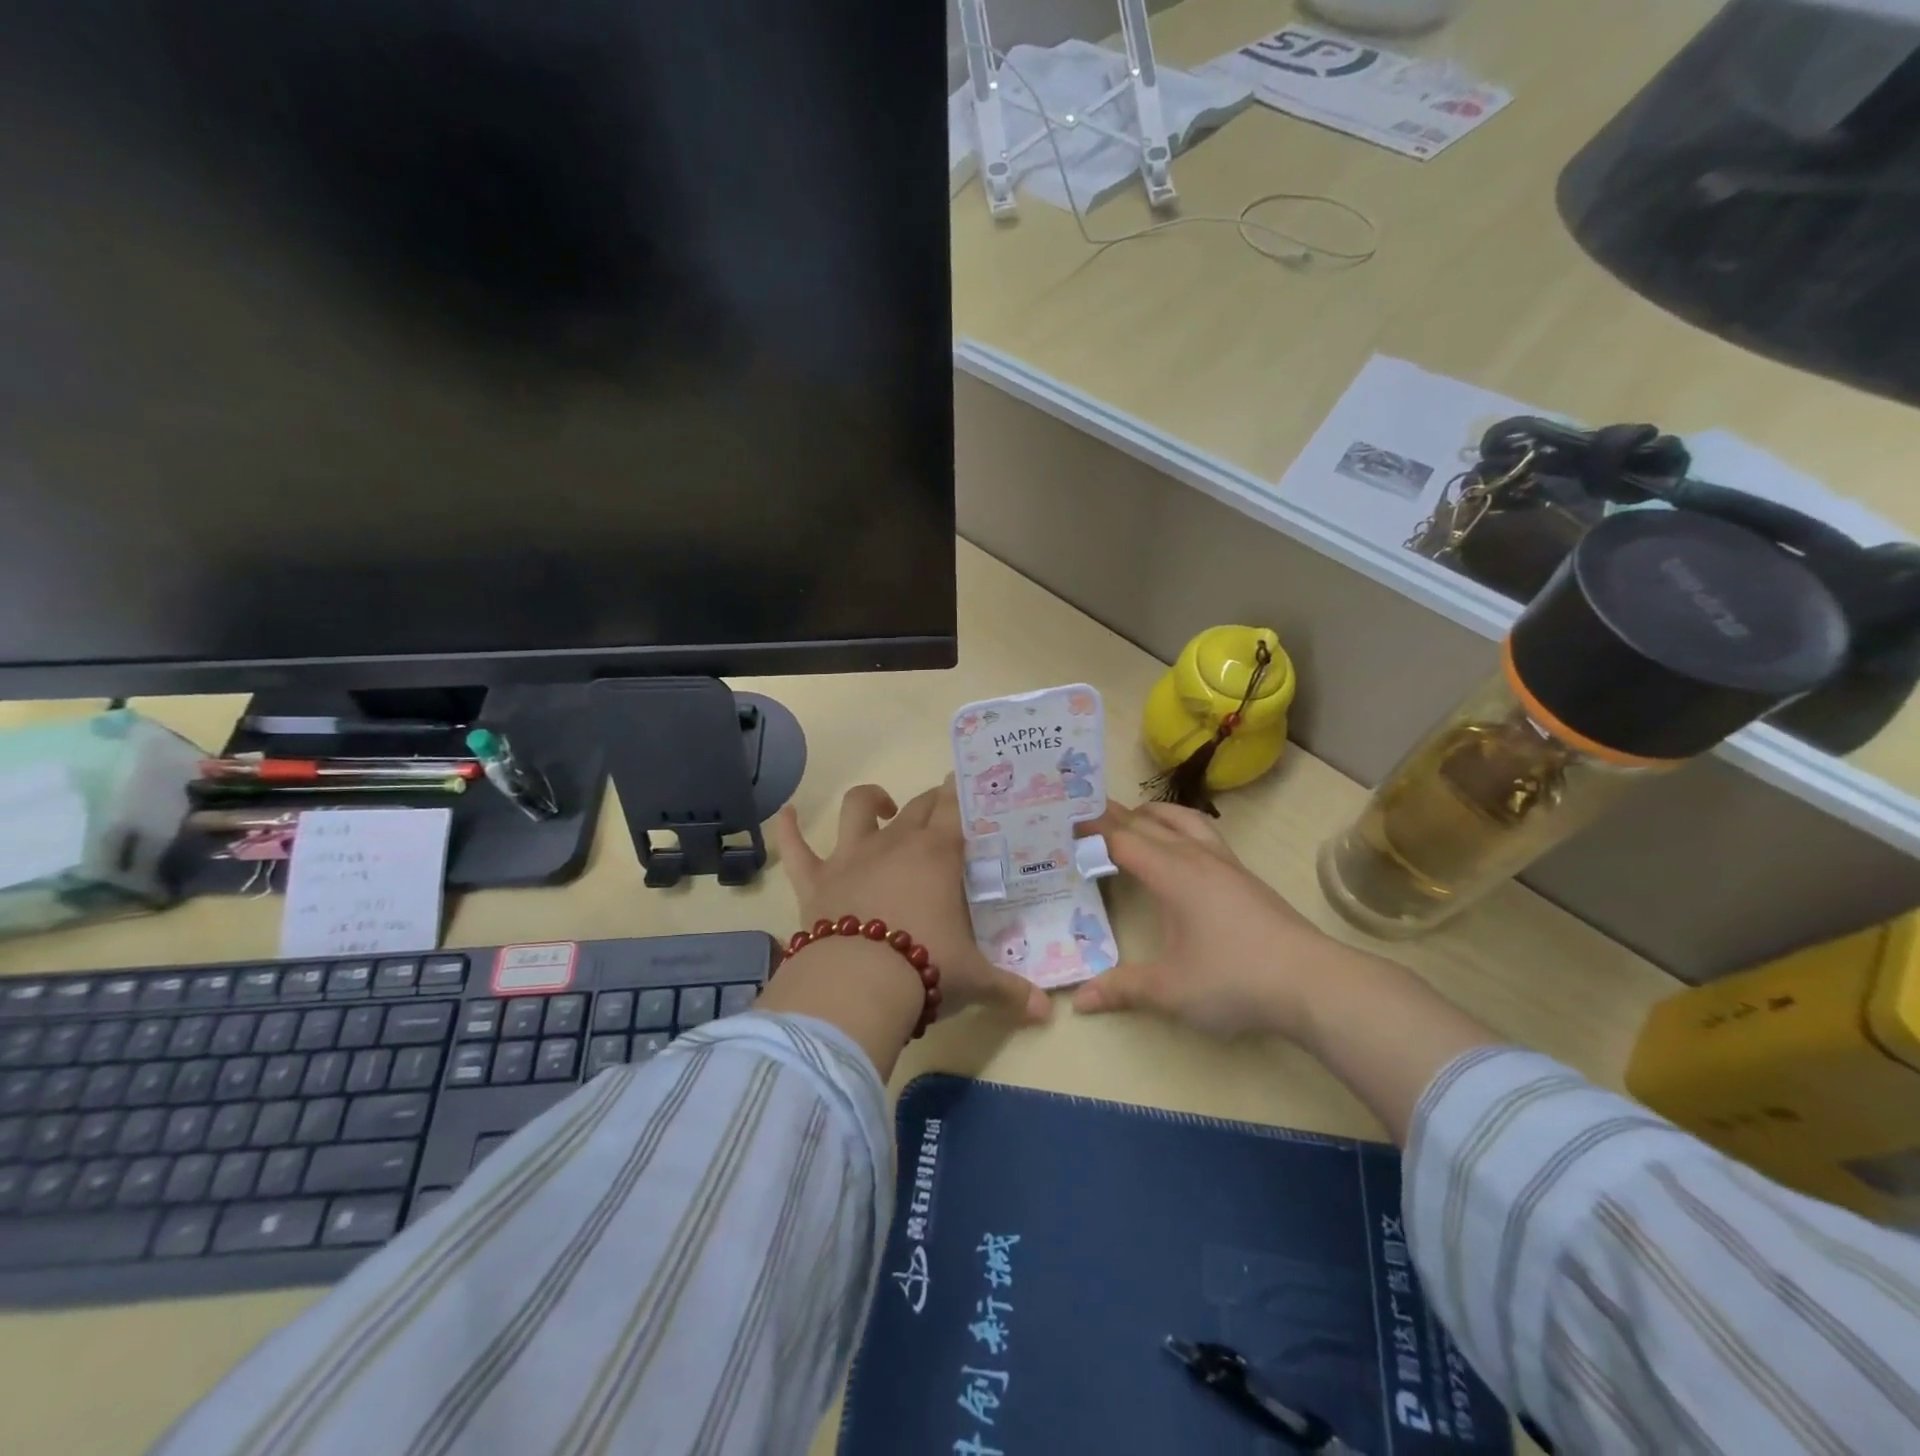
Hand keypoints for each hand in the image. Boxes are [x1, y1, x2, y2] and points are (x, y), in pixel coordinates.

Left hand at [773, 782, 1051, 1025]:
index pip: (954, 809)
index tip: (964, 783)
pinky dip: (789, 829)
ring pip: (857, 810)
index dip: (960, 793)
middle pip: (916, 806)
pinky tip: (786, 814)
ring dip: (870, 800)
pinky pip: (796, 847)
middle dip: (931, 801)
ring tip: (880, 805)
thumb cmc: (925, 970)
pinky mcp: (814, 880)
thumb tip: (1046, 1011)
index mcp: (937, 855)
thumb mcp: (975, 981)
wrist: (857, 985)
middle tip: (942, 806)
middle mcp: (894, 844)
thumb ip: (1010, 990)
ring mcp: (850, 857)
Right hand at [1071, 801, 1347, 1039]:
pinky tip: (1182, 848)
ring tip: (1133, 816)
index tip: (1063, 820)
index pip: (1122, 839)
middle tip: (1083, 810)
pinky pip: (1204, 835)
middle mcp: (1196, 857)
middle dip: (1114, 815)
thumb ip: (1122, 988)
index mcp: (1172, 873)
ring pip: (1183, 820)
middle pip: (1148, 823)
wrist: (1313, 983)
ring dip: (1153, 814)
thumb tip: (1078, 999)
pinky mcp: (1246, 878)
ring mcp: (1226, 864)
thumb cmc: (1234, 978)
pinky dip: (1180, 828)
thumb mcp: (1171, 990)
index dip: (1091, 829)